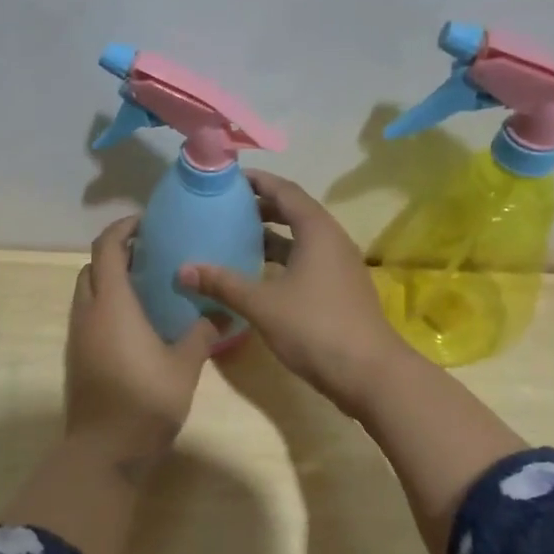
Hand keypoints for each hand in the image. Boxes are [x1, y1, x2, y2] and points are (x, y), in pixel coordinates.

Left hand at [65, 217, 216, 465]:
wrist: (105, 449)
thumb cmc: (146, 399)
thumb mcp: (185, 365)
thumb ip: (203, 333)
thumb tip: (224, 314)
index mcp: (112, 303)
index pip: (107, 248)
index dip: (123, 229)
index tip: (146, 223)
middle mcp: (88, 312)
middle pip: (92, 267)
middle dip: (116, 253)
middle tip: (150, 254)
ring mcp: (78, 335)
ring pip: (87, 291)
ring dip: (108, 279)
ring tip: (145, 285)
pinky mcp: (76, 356)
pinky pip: (87, 315)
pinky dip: (105, 304)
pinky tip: (134, 321)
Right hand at [180, 170, 414, 417]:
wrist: (370, 374)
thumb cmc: (315, 328)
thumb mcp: (262, 305)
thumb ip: (223, 284)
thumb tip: (182, 270)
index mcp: (317, 231)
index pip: (285, 191)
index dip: (257, 181)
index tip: (228, 179)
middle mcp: (332, 240)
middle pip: (295, 211)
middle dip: (262, 207)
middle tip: (227, 209)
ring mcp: (340, 266)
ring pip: (302, 238)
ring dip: (272, 235)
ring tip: (237, 238)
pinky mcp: (340, 289)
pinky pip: (308, 260)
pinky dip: (283, 259)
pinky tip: (260, 275)